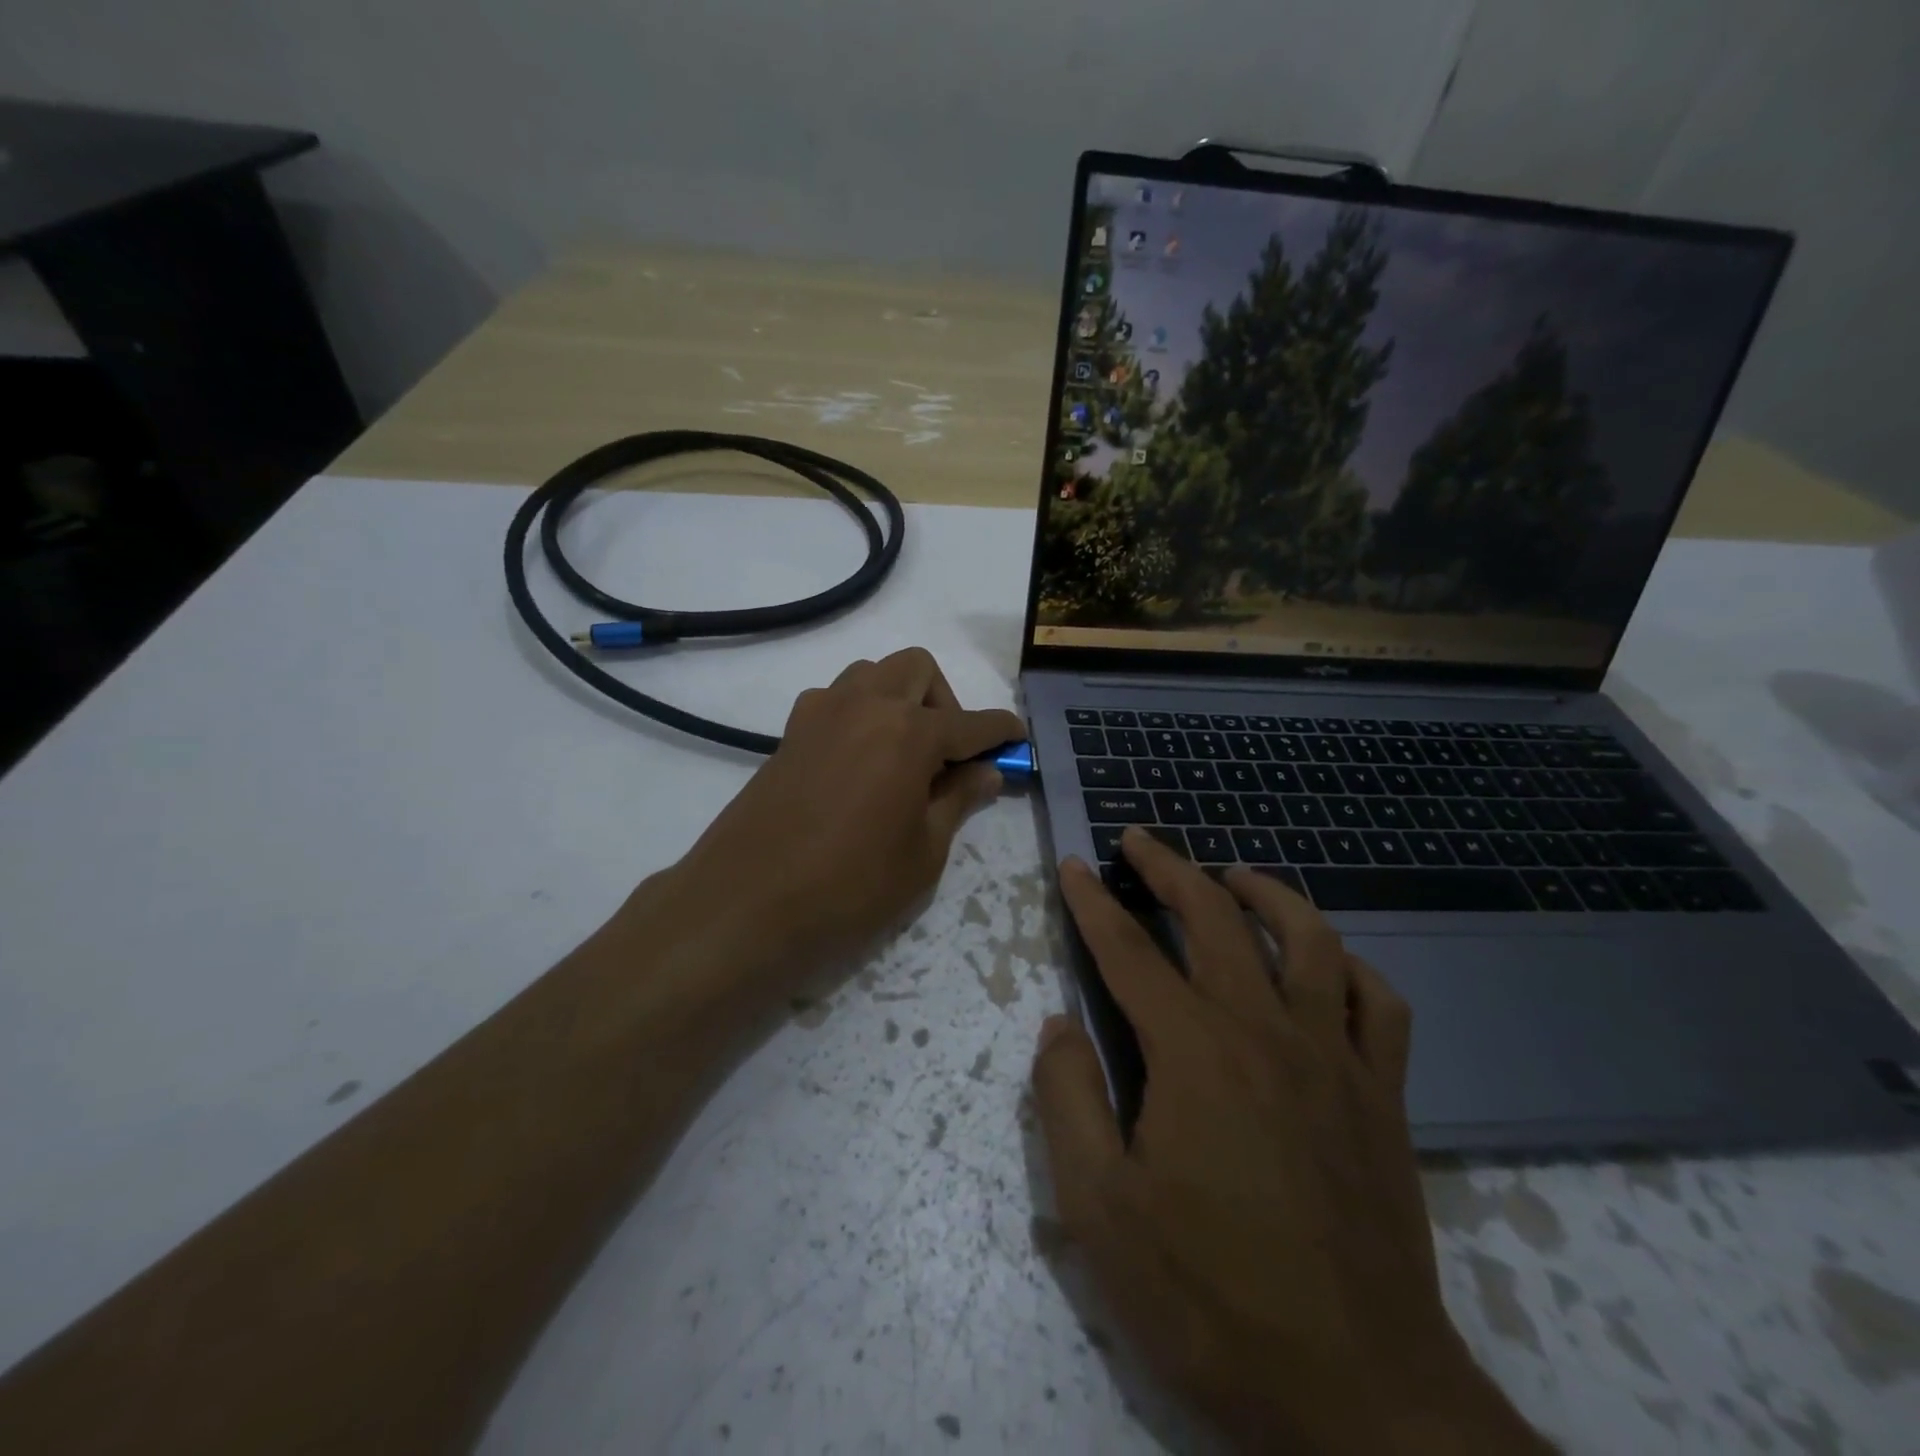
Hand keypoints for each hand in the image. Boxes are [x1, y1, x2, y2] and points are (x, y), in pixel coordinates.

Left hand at [667, 647, 1022, 982]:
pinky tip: (857, 763)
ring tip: (900, 756)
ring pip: (872, 675)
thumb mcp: (923, 853)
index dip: (1000, 731)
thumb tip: (986, 772)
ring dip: (898, 699)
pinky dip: (857, 714)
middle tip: (946, 756)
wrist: (745, 906)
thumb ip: (958, 801)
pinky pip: (834, 699)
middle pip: (918, 669)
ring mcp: (820, 714)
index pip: (971, 722)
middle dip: (945, 701)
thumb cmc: (850, 887)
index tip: (1017, 739)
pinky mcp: (789, 733)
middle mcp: (865, 705)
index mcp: (909, 732)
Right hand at [1032, 829, 1548, 1454]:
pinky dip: (1349, 965)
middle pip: (1214, 918)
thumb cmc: (1212, 1299)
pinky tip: (1326, 961)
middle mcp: (1264, 1031)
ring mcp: (1333, 1058)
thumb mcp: (1100, 1211)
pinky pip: (1378, 1003)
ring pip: (1308, 939)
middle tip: (1139, 839)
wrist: (1360, 1397)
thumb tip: (1058, 1024)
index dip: (1093, 903)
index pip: (1129, 951)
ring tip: (1232, 876)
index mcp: (1193, 1052)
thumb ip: (1067, 1101)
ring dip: (1265, 893)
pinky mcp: (1382, 1096)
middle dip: (1169, 868)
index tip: (1073, 864)